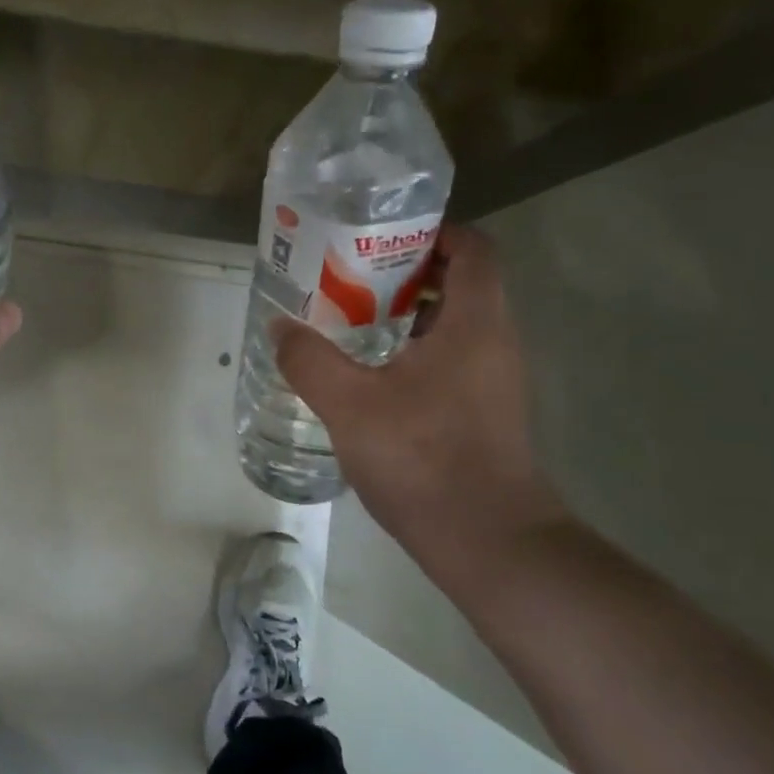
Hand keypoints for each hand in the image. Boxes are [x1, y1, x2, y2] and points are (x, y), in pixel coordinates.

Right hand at [272, 226, 566, 595]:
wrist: (488, 542)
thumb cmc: (424, 458)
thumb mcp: (350, 405)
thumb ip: (310, 359)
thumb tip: (279, 327)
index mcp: (475, 323)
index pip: (474, 249)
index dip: (434, 231)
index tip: (381, 237)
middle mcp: (494, 342)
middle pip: (460, 282)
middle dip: (406, 272)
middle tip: (349, 276)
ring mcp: (493, 380)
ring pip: (454, 324)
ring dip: (407, 313)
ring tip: (349, 319)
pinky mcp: (484, 411)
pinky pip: (451, 358)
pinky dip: (414, 350)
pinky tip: (369, 374)